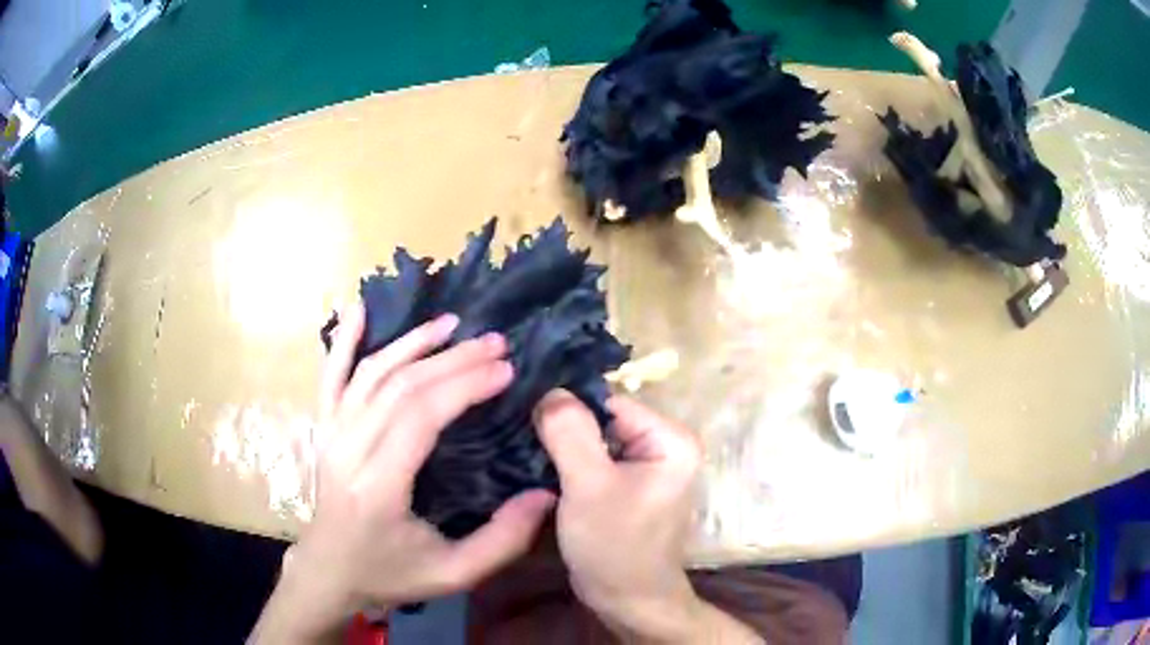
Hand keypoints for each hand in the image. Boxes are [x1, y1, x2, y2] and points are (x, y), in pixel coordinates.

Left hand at [253, 304, 554, 642]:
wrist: (329, 571)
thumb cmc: (389, 575)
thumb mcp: (453, 574)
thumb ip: (502, 540)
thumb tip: (547, 494)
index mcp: (379, 486)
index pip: (421, 416)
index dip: (465, 385)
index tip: (506, 371)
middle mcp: (349, 450)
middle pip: (400, 387)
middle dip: (453, 359)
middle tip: (496, 343)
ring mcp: (331, 434)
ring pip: (371, 374)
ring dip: (412, 342)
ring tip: (453, 324)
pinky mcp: (324, 429)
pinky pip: (331, 377)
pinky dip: (345, 341)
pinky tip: (359, 309)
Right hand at [534, 391, 758, 642]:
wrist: (628, 601)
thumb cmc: (616, 546)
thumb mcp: (589, 487)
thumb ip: (571, 433)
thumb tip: (551, 390)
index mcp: (671, 439)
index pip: (611, 402)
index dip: (568, 406)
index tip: (525, 412)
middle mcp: (665, 445)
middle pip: (603, 419)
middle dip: (563, 426)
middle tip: (517, 430)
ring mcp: (646, 466)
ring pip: (594, 440)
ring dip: (562, 445)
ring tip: (521, 445)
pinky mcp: (627, 485)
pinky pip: (594, 460)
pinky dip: (568, 462)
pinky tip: (536, 463)